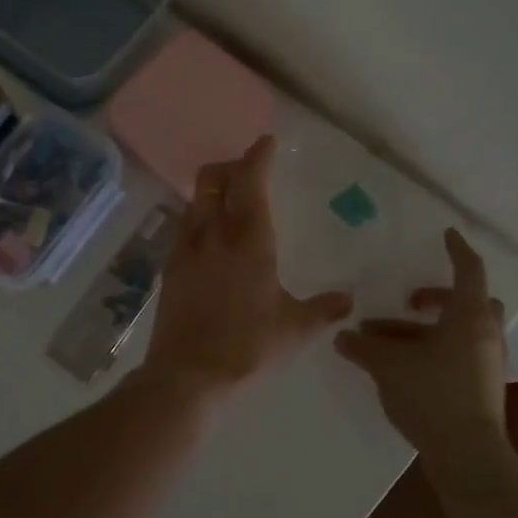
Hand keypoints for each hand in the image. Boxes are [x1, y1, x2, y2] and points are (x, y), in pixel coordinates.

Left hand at [141, 136, 353, 400]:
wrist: (187, 375)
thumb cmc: (248, 347)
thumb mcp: (295, 329)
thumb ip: (324, 309)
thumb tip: (348, 301)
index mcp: (249, 238)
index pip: (250, 180)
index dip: (258, 156)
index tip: (267, 142)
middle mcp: (213, 232)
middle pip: (212, 178)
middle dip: (231, 165)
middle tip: (249, 170)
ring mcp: (185, 248)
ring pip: (194, 199)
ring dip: (212, 189)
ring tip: (230, 200)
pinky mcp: (169, 267)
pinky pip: (184, 225)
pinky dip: (198, 215)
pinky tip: (210, 237)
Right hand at [333, 229, 509, 463]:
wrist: (468, 458)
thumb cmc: (433, 396)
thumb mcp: (389, 365)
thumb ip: (364, 348)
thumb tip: (342, 336)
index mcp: (470, 317)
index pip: (469, 270)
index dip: (457, 249)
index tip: (446, 233)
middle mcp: (485, 335)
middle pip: (470, 302)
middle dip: (438, 297)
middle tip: (410, 301)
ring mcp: (487, 364)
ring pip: (461, 332)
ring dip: (426, 330)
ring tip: (384, 340)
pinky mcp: (482, 388)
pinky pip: (459, 355)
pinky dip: (435, 351)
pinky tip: (403, 366)